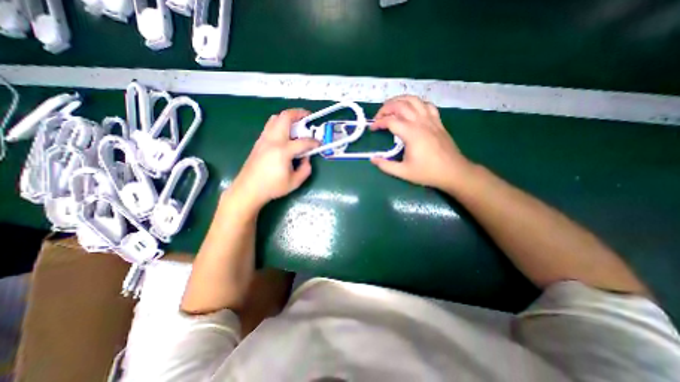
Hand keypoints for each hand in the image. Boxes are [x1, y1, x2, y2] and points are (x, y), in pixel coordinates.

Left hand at [225, 109, 317, 212]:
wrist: (248, 189)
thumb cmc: (272, 187)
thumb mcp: (295, 182)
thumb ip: (305, 169)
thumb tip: (306, 158)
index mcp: (283, 151)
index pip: (303, 142)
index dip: (314, 142)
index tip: (319, 144)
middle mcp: (273, 140)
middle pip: (285, 117)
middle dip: (299, 113)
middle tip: (308, 117)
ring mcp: (264, 139)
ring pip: (275, 118)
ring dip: (288, 118)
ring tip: (296, 124)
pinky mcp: (259, 142)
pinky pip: (270, 126)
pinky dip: (280, 124)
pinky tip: (285, 135)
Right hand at [371, 95, 473, 191]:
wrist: (453, 172)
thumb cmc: (427, 172)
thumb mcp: (403, 172)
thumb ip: (386, 165)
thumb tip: (372, 159)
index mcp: (411, 133)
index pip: (390, 121)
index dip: (378, 122)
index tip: (372, 129)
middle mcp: (420, 122)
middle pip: (400, 105)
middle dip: (386, 108)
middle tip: (378, 117)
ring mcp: (431, 120)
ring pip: (414, 100)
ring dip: (400, 100)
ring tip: (391, 108)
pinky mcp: (438, 121)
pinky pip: (426, 105)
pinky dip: (416, 103)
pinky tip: (412, 110)